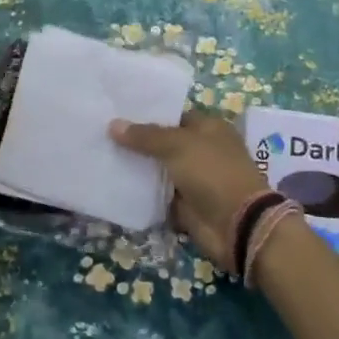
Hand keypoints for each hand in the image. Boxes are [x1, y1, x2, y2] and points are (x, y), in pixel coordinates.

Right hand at [108, 110, 270, 272]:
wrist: (237, 224)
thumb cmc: (212, 172)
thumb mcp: (178, 146)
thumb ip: (146, 136)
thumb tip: (113, 124)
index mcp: (208, 128)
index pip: (172, 115)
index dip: (147, 114)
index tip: (116, 113)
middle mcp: (201, 150)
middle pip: (163, 143)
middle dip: (137, 142)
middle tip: (101, 134)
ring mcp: (193, 179)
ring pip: (159, 170)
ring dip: (137, 169)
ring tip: (101, 157)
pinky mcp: (185, 205)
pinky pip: (159, 196)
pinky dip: (142, 194)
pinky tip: (114, 186)